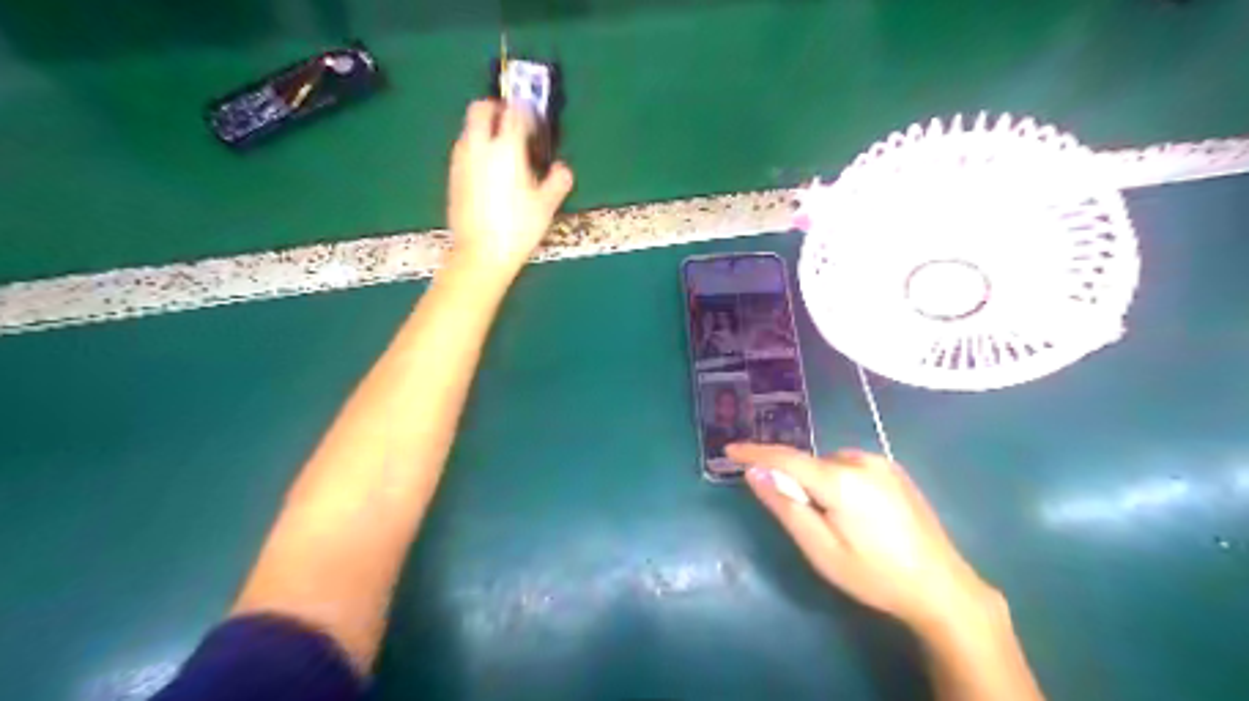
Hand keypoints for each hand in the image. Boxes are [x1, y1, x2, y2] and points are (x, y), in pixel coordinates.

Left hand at [450, 101, 573, 276]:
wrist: (481, 253)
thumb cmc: (518, 228)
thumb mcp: (547, 206)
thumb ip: (558, 181)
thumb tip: (562, 169)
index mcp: (506, 149)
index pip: (514, 113)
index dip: (526, 112)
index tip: (535, 122)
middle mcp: (479, 147)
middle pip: (480, 109)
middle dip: (496, 109)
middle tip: (513, 123)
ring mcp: (461, 161)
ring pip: (469, 129)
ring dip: (484, 129)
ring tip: (502, 151)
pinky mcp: (452, 177)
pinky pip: (464, 150)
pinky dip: (476, 150)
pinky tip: (489, 173)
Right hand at [730, 445, 1002, 634]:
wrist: (942, 588)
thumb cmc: (874, 575)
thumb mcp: (821, 549)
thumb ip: (785, 506)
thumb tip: (755, 473)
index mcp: (841, 480)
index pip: (786, 458)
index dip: (755, 452)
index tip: (729, 449)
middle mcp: (861, 461)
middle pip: (810, 463)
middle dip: (795, 481)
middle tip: (803, 520)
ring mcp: (882, 463)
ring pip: (830, 465)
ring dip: (819, 482)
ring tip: (835, 523)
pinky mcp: (896, 471)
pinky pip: (851, 467)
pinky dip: (839, 481)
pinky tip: (856, 514)